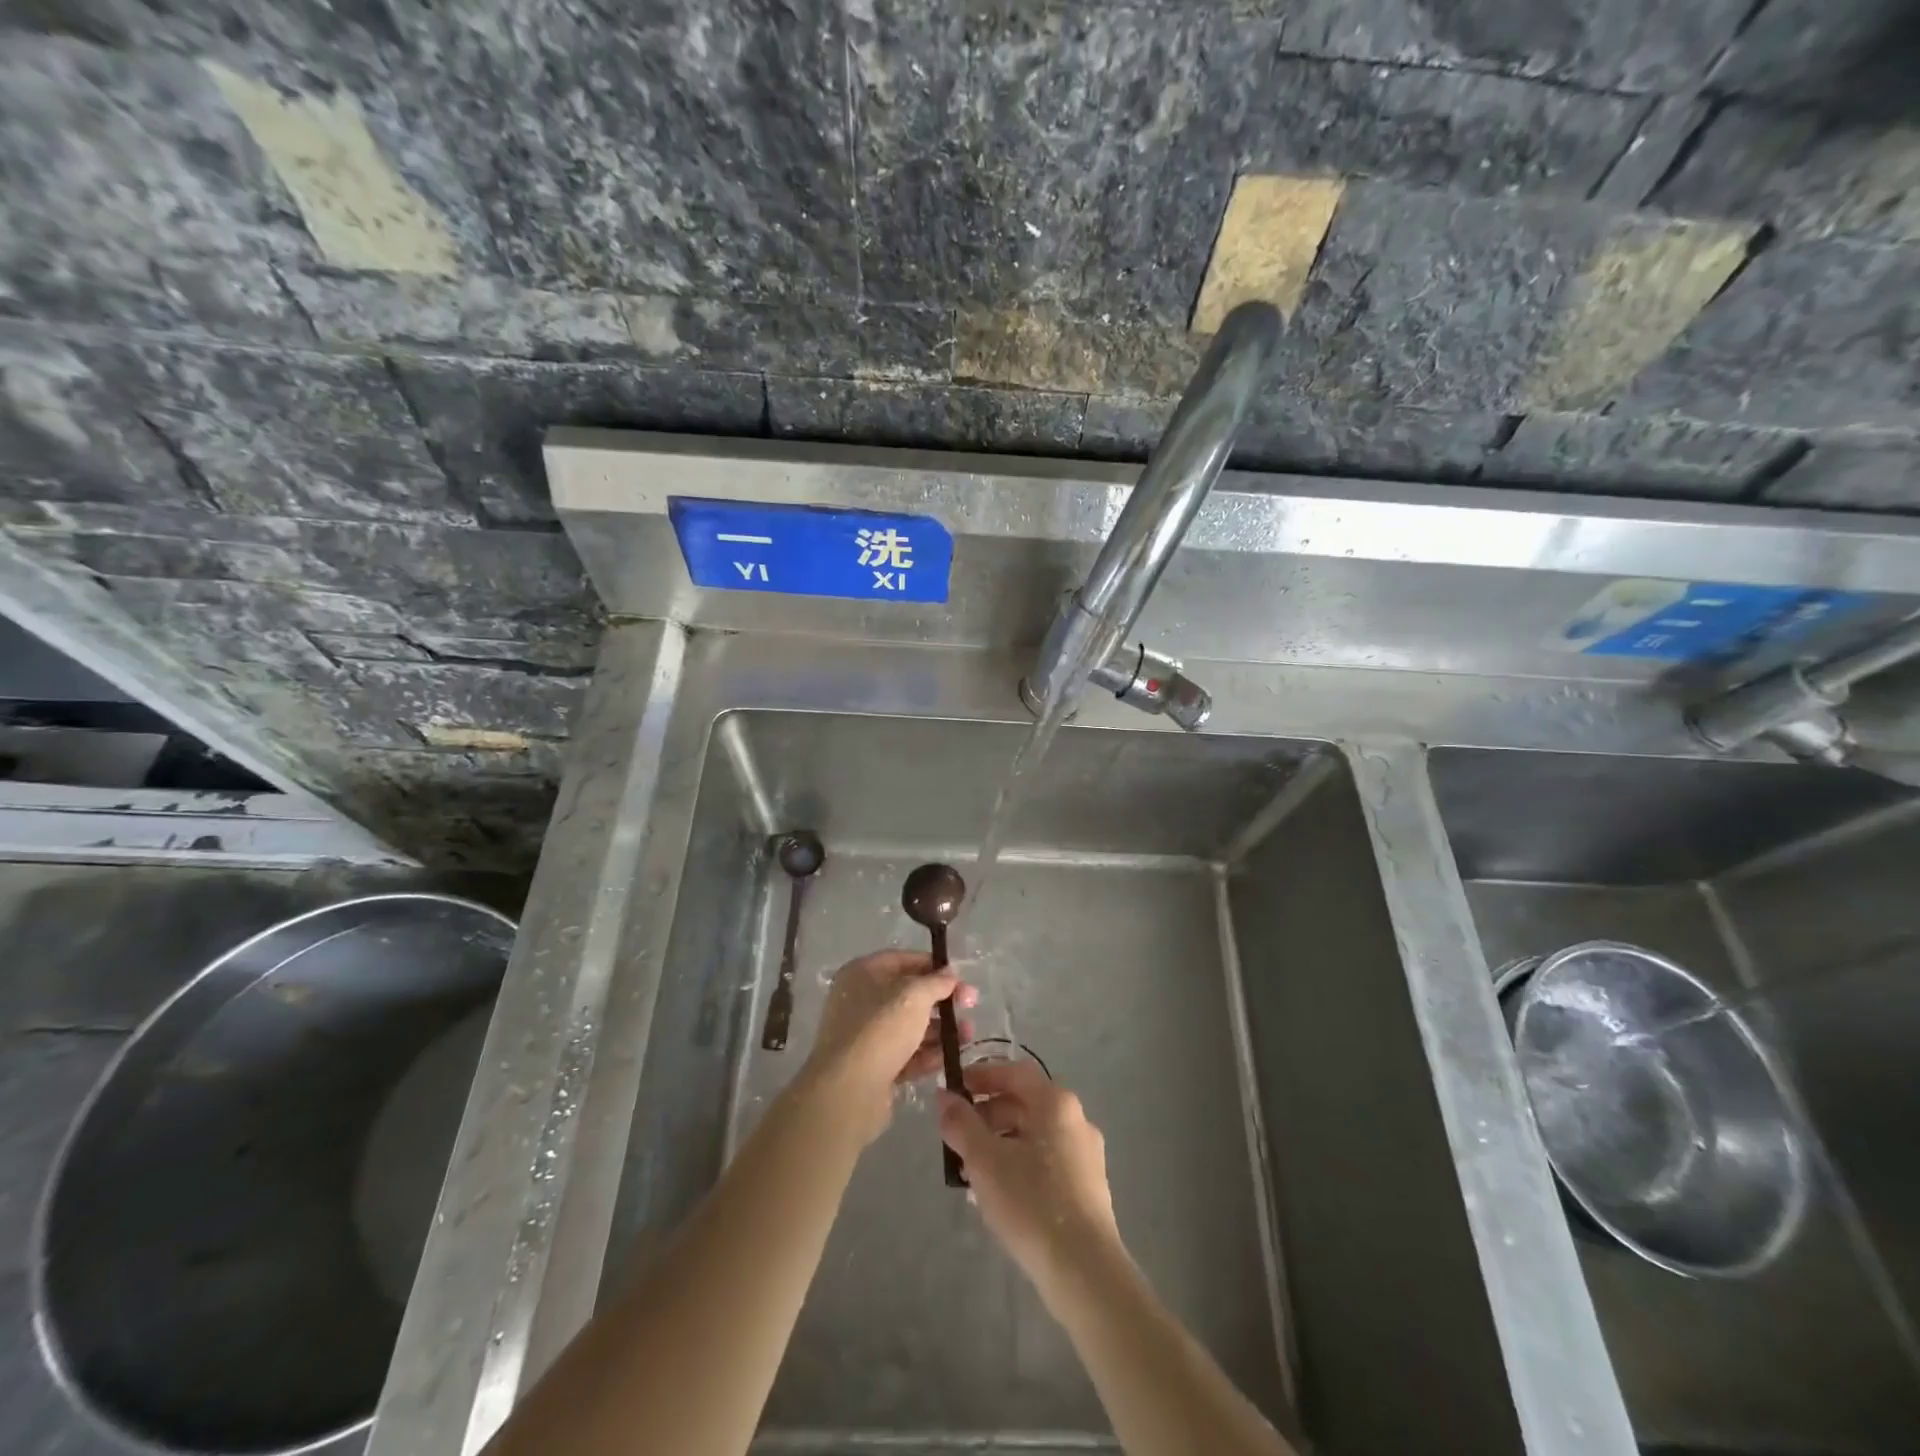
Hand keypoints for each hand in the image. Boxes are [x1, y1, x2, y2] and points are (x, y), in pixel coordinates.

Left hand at [800, 949, 976, 1144]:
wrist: (848, 1091)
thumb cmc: (880, 1029)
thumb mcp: (914, 996)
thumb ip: (936, 982)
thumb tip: (950, 973)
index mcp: (862, 974)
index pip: (902, 960)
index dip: (933, 965)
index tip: (960, 976)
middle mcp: (861, 1001)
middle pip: (908, 995)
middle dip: (941, 1000)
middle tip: (970, 1005)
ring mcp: (866, 1036)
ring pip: (910, 1026)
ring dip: (940, 1029)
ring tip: (968, 1035)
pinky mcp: (874, 1067)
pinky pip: (906, 1054)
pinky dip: (927, 1054)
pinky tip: (950, 1056)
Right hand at [937, 1060, 1121, 1296]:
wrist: (1084, 1270)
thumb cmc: (1031, 1202)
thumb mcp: (984, 1160)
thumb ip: (961, 1123)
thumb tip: (944, 1097)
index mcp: (1056, 1103)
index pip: (1015, 1072)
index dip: (982, 1076)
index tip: (955, 1091)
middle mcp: (1076, 1119)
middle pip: (1025, 1103)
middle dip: (987, 1116)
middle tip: (958, 1138)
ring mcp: (1086, 1154)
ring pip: (1034, 1134)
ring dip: (1001, 1143)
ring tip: (972, 1172)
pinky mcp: (1088, 1186)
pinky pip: (1047, 1160)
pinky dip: (1020, 1163)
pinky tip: (1000, 1194)